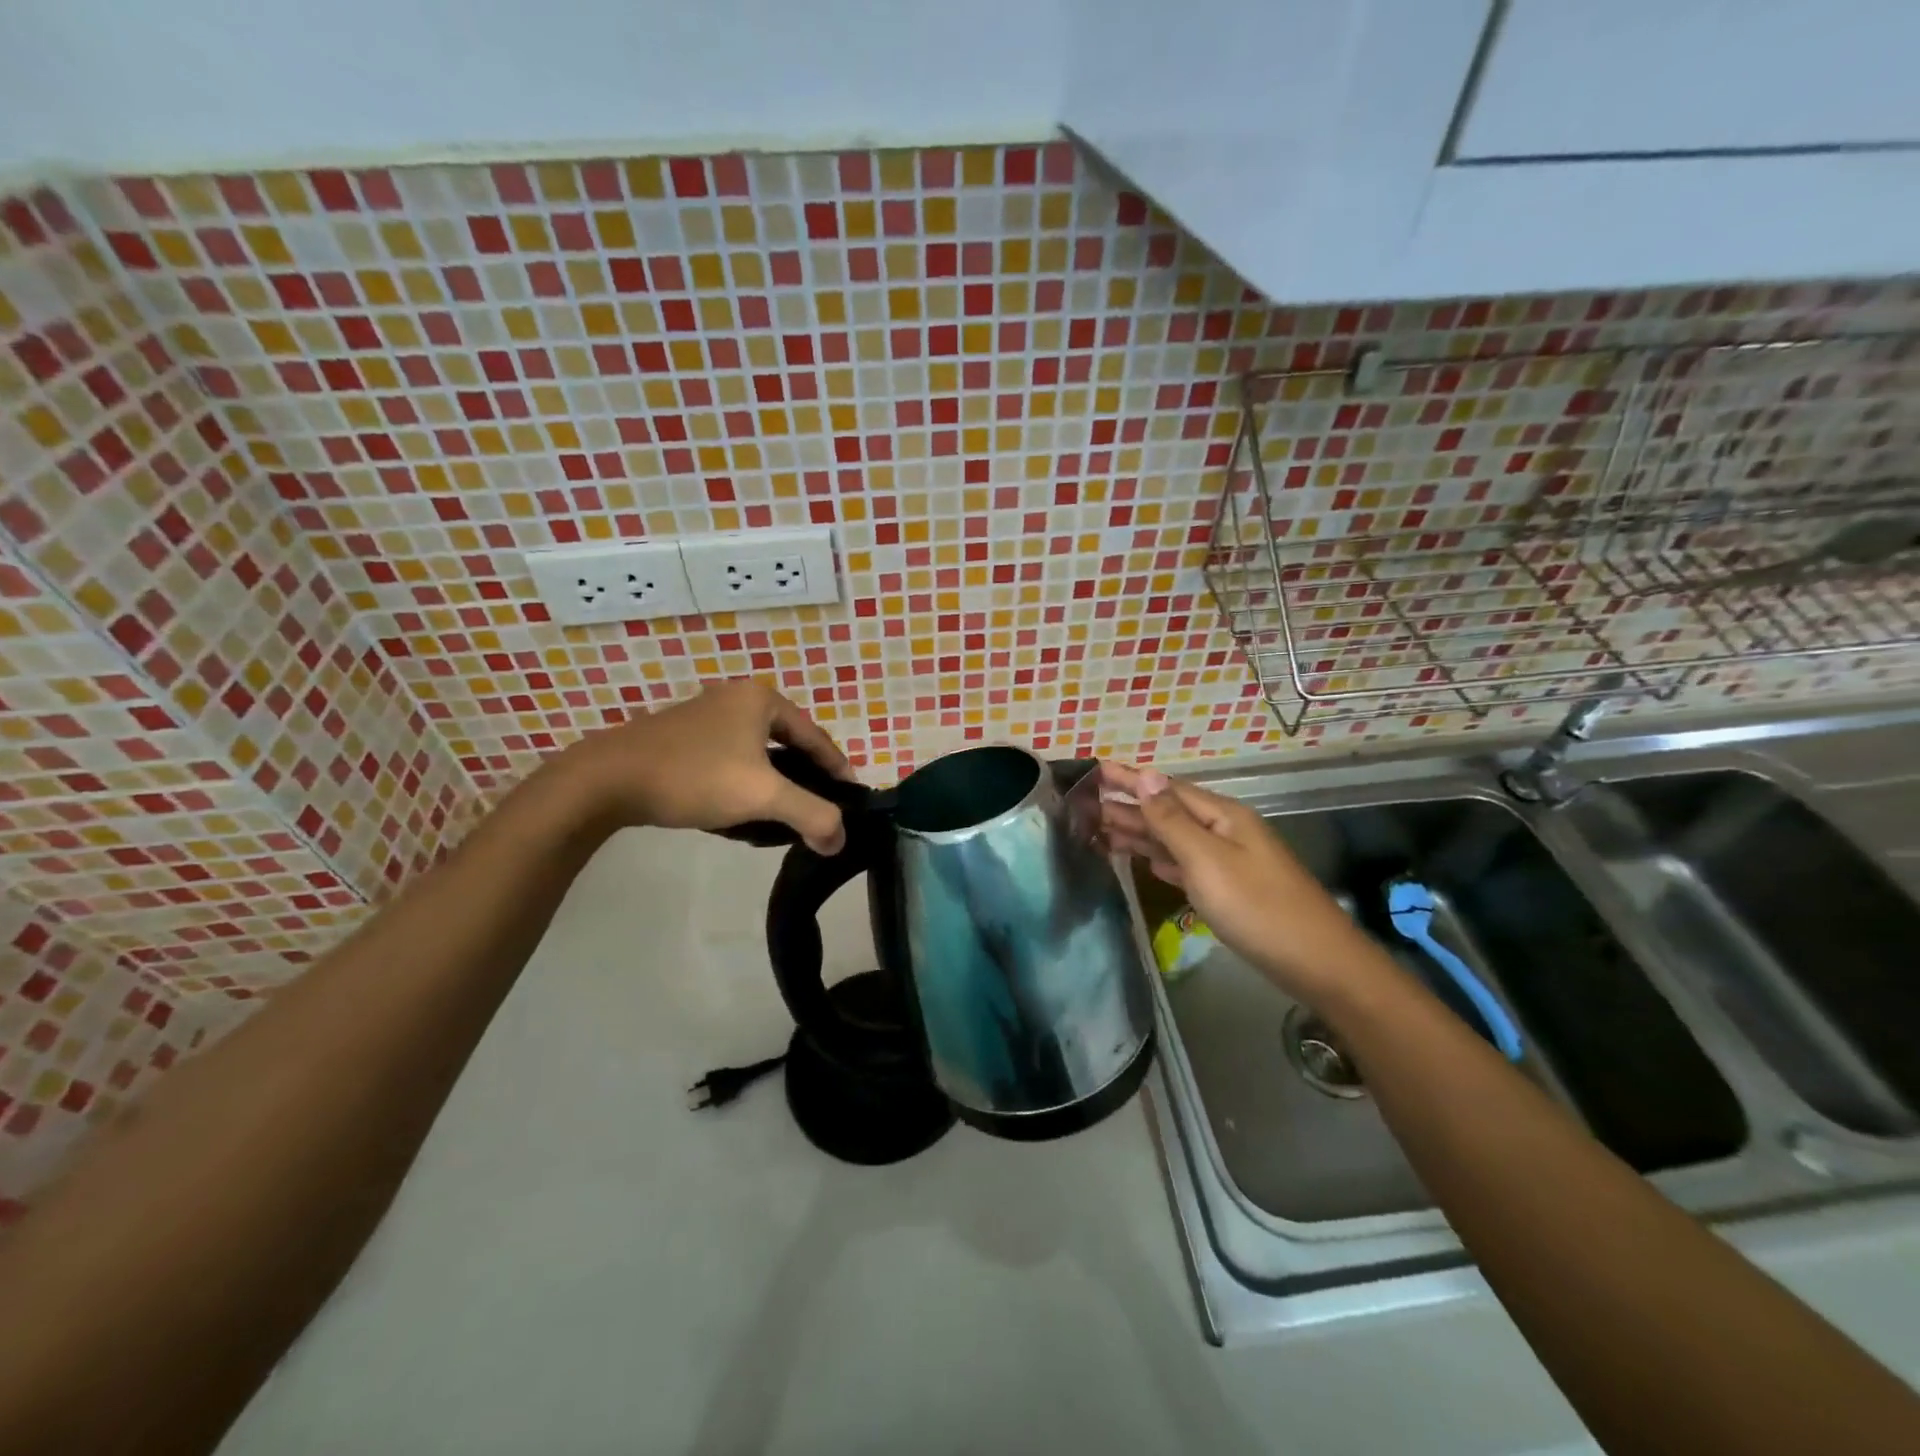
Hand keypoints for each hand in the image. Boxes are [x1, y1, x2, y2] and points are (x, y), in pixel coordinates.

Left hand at [551, 681, 854, 853]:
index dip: (838, 771)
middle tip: (820, 811)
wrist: (606, 780)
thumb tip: (841, 841)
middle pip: (789, 745)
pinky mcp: (683, 737)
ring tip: (786, 817)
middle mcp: (737, 698)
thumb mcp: (763, 797)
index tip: (852, 801)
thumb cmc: (694, 777)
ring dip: (775, 785)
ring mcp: (707, 716)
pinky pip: (731, 761)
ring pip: (759, 755)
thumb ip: (812, 816)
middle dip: (807, 780)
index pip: (817, 738)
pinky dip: (745, 784)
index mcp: (762, 699)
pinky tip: (743, 813)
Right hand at [1098, 764, 1379, 1004]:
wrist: (1317, 963)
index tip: (1094, 771)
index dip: (1131, 779)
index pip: (1166, 789)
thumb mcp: (1208, 860)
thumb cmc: (1258, 907)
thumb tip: (1147, 775)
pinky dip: (1160, 859)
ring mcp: (1228, 861)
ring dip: (1139, 833)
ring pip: (1174, 839)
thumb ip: (1172, 820)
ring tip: (1100, 830)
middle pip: (1168, 812)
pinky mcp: (1229, 889)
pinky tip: (1145, 861)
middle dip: (1128, 807)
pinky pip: (1185, 864)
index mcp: (1221, 816)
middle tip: (1084, 806)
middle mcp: (1224, 831)